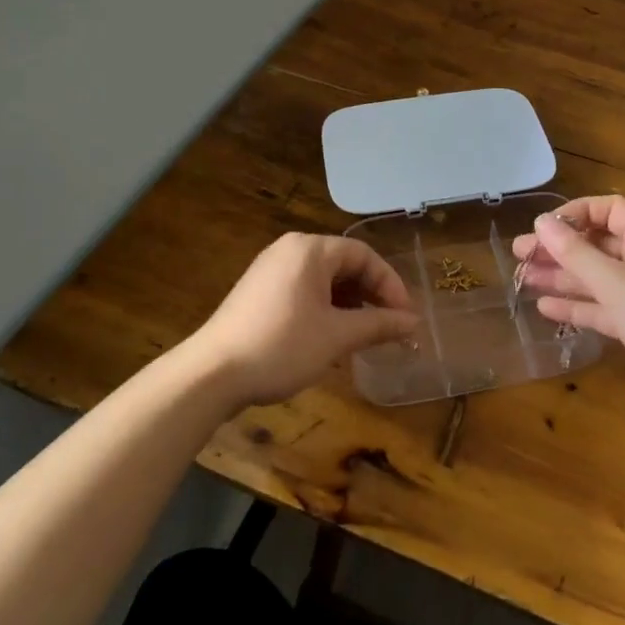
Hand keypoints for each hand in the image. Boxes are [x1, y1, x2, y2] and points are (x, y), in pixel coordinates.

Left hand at [183, 234, 418, 409]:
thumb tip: (414, 323)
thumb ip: (378, 325)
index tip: (405, 317)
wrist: (210, 375)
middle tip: (389, 325)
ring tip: (364, 333)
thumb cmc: (281, 347)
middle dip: (371, 294)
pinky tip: (331, 335)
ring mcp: (270, 269)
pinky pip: (303, 289)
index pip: (364, 255)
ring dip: (349, 303)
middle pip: (344, 264)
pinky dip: (325, 307)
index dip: (390, 284)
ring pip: (324, 279)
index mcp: (311, 249)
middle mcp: (290, 249)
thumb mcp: (337, 337)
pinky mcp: (258, 291)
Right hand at [513, 196, 624, 416]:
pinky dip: (577, 306)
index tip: (541, 228)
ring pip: (596, 277)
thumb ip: (576, 254)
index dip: (574, 215)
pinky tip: (546, 309)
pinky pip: (603, 306)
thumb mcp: (616, 283)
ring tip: (522, 279)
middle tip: (519, 255)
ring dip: (562, 277)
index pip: (607, 210)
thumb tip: (541, 222)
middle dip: (559, 249)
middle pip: (597, 244)